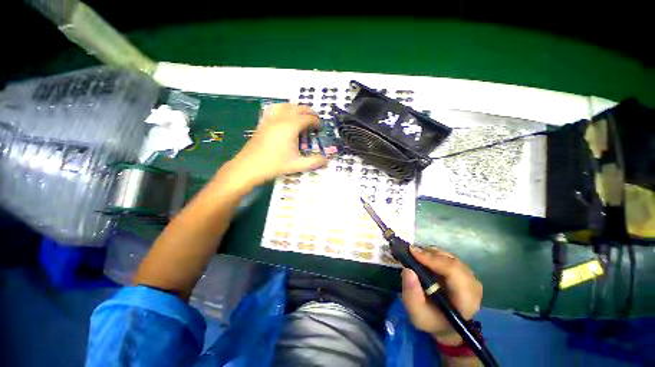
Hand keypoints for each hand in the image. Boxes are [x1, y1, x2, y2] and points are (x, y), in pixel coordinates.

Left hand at [229, 103, 327, 184]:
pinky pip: (274, 109)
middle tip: (315, 119)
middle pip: (298, 108)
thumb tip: (327, 161)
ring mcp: (270, 119)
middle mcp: (281, 118)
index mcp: (290, 126)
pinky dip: (282, 108)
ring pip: (286, 105)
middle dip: (309, 112)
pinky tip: (283, 114)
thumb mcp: (297, 164)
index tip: (320, 128)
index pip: (307, 118)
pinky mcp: (263, 122)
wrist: (249, 166)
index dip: (316, 121)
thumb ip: (313, 162)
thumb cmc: (274, 164)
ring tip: (302, 115)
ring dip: (296, 108)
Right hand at [401, 247, 481, 344]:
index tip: (412, 252)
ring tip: (416, 257)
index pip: (454, 272)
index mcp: (466, 300)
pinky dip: (434, 255)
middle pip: (452, 261)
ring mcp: (470, 278)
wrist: (445, 325)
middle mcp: (472, 286)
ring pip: (450, 257)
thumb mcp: (417, 315)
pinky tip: (424, 259)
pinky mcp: (464, 272)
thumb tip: (408, 270)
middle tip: (411, 252)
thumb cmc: (431, 320)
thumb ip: (411, 295)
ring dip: (431, 254)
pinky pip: (449, 257)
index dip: (433, 259)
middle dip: (429, 254)